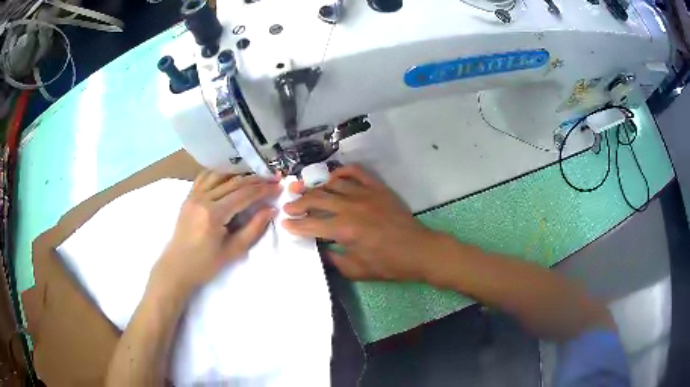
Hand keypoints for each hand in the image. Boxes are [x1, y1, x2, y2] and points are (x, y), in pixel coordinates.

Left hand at [151, 171, 281, 295]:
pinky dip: (220, 173)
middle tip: (272, 179)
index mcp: (214, 214)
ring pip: (220, 175)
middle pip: (234, 182)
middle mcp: (203, 199)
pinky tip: (230, 174)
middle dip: (256, 180)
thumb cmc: (205, 264)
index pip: (244, 195)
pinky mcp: (188, 196)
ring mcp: (193, 195)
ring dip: (239, 173)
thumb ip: (254, 229)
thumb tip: (271, 210)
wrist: (177, 267)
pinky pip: (205, 177)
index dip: (263, 190)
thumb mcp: (233, 251)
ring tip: (255, 175)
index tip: (278, 186)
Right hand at [282, 165, 438, 281]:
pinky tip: (333, 178)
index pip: (311, 224)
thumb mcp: (355, 270)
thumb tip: (318, 248)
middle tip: (289, 206)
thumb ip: (332, 259)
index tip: (284, 223)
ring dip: (315, 187)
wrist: (418, 251)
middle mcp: (351, 207)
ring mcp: (365, 194)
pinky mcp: (378, 188)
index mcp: (344, 230)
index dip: (295, 225)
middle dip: (298, 203)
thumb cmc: (387, 264)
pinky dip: (342, 171)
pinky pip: (356, 172)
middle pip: (317, 198)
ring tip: (305, 191)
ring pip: (332, 183)